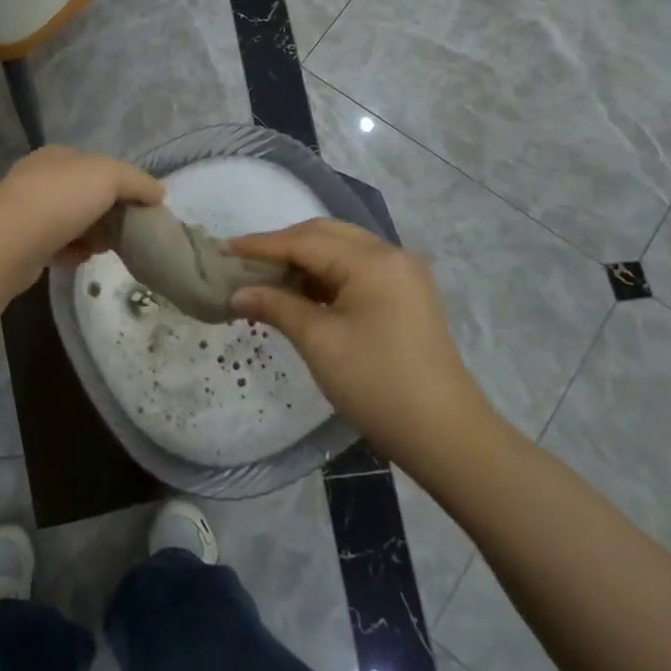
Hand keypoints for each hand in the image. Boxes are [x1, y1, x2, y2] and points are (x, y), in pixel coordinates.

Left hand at [0, 146, 164, 278]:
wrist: (10, 241)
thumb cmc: (61, 198)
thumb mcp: (109, 176)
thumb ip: (137, 182)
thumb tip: (158, 194)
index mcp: (57, 156)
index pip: (96, 165)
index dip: (120, 184)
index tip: (138, 207)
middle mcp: (38, 178)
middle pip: (84, 195)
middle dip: (106, 214)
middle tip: (124, 232)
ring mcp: (25, 211)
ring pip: (70, 222)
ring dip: (90, 236)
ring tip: (102, 249)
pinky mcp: (20, 243)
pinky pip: (55, 246)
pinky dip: (71, 253)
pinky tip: (79, 259)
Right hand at [229, 219, 498, 471]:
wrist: (446, 436)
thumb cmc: (377, 384)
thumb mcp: (319, 342)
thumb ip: (276, 306)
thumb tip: (237, 293)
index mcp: (372, 261)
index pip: (303, 241)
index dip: (260, 245)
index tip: (223, 250)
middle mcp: (390, 255)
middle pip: (324, 235)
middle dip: (281, 246)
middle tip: (243, 262)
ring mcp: (402, 275)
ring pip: (340, 250)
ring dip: (302, 260)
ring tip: (266, 278)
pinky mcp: (405, 296)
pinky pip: (355, 270)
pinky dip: (324, 276)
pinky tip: (300, 294)